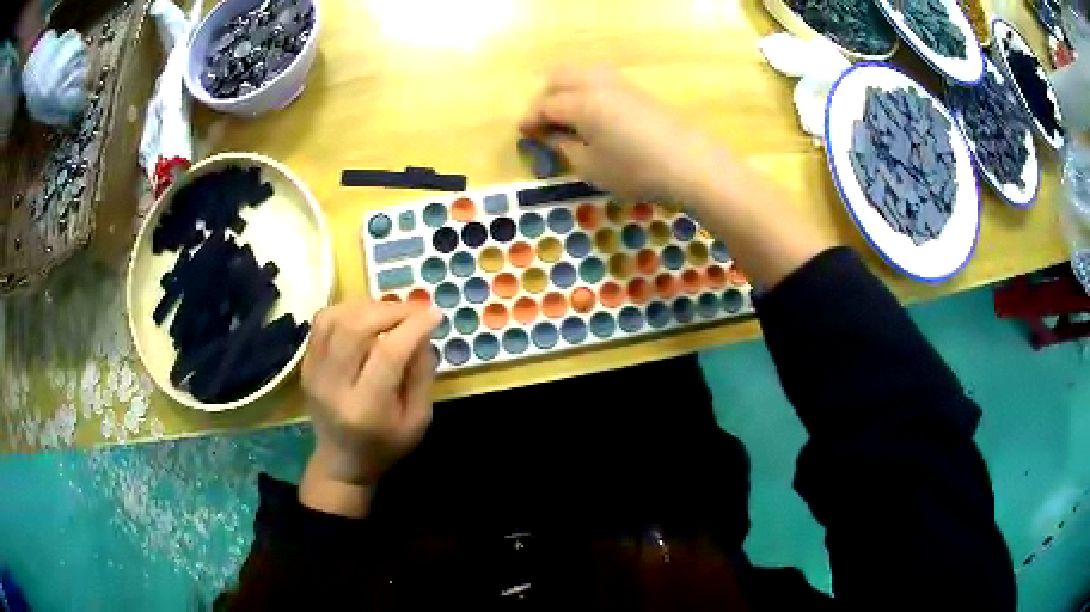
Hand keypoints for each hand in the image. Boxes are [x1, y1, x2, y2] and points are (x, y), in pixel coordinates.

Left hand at [299, 300, 440, 516]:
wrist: (341, 462)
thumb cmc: (386, 445)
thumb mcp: (418, 420)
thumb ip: (422, 375)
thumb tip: (422, 332)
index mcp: (366, 409)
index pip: (387, 354)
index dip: (413, 327)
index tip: (434, 315)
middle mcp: (333, 387)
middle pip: (355, 328)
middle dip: (390, 310)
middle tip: (414, 310)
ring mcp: (313, 373)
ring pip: (334, 318)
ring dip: (367, 306)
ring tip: (390, 311)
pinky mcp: (305, 364)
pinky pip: (321, 322)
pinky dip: (347, 310)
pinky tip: (366, 316)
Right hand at [519, 66, 727, 203]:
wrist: (692, 165)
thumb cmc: (637, 171)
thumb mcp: (592, 167)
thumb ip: (565, 147)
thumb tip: (552, 136)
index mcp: (581, 103)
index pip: (545, 105)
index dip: (530, 119)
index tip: (522, 133)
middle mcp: (597, 84)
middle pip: (560, 78)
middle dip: (545, 97)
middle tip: (542, 122)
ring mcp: (621, 85)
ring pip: (581, 74)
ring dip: (566, 90)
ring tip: (565, 116)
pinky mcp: (638, 92)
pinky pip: (601, 81)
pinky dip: (586, 91)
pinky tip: (591, 114)